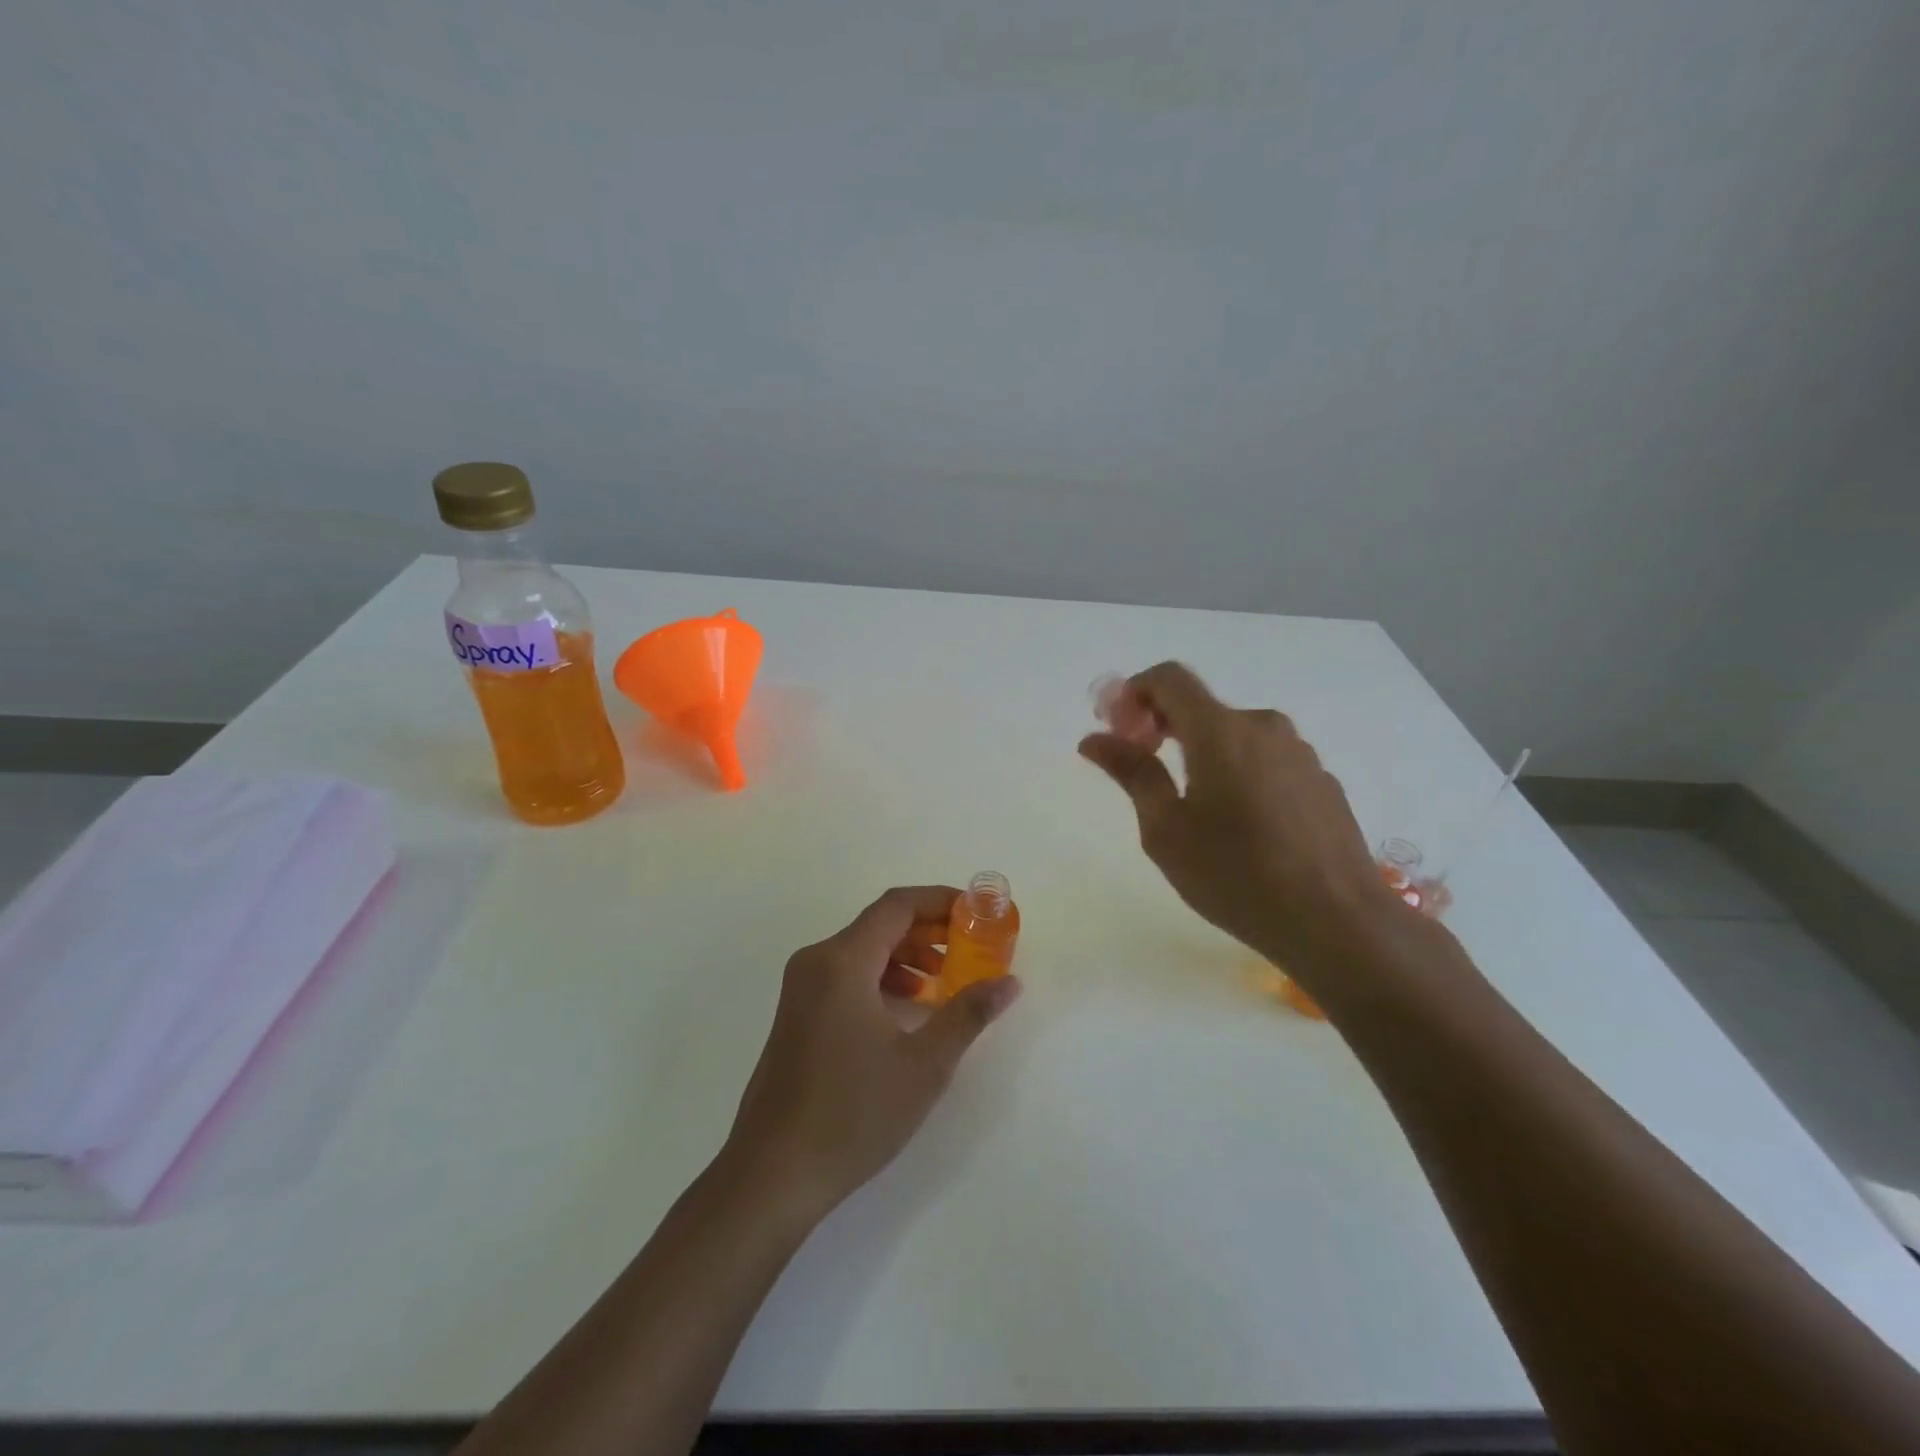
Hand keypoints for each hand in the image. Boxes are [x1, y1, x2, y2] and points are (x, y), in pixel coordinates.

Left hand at [725, 886, 1021, 1220]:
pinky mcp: (797, 1014)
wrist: (773, 1174)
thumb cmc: (853, 1113)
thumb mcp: (924, 1064)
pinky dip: (882, 977)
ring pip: (863, 950)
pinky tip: (909, 1008)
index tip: (978, 912)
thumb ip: (968, 1013)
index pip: (898, 905)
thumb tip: (1009, 982)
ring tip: (947, 981)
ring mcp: (801, 988)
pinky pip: (846, 975)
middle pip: (880, 924)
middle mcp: (816, 961)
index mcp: (842, 961)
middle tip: (972, 948)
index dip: (941, 901)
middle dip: (929, 931)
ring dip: (907, 956)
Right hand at [1078, 662, 1403, 977]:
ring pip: (1235, 735)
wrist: (1338, 922)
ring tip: (1194, 807)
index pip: (1169, 678)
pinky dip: (1239, 772)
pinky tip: (1241, 825)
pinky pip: (1266, 760)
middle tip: (1142, 768)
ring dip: (1202, 751)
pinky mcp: (1322, 781)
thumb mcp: (1166, 830)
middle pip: (1201, 706)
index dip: (1133, 692)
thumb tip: (1093, 740)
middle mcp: (1263, 727)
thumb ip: (1132, 773)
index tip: (1116, 730)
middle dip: (1162, 726)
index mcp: (1220, 731)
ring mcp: (1300, 753)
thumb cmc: (1236, 876)